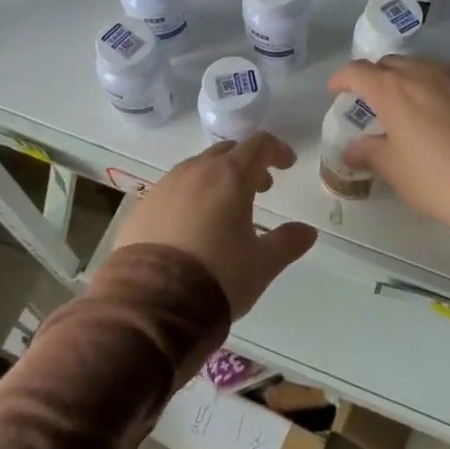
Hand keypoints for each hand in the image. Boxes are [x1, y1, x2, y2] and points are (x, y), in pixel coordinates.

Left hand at [115, 133, 317, 316]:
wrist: (152, 303)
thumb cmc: (218, 276)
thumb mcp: (262, 264)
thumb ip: (288, 242)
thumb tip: (307, 231)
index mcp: (231, 176)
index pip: (259, 145)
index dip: (277, 150)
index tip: (287, 165)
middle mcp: (196, 171)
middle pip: (227, 152)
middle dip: (247, 164)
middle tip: (261, 188)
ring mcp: (165, 186)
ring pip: (197, 168)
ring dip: (217, 178)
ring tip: (225, 208)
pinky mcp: (142, 206)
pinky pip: (173, 189)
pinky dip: (190, 195)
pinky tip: (191, 225)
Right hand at [327, 57, 449, 239]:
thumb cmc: (437, 179)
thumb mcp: (395, 170)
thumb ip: (369, 152)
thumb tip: (352, 147)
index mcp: (392, 90)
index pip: (357, 71)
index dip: (342, 79)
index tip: (336, 92)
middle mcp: (422, 72)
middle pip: (390, 63)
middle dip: (375, 77)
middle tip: (371, 101)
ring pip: (421, 65)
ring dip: (406, 78)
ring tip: (406, 104)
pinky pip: (447, 75)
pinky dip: (434, 84)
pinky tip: (440, 109)